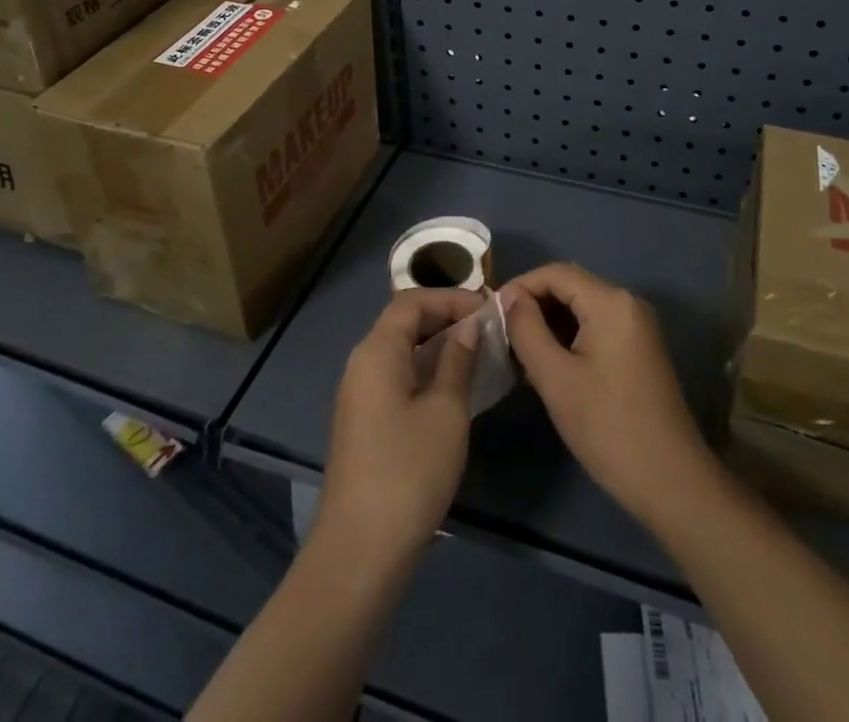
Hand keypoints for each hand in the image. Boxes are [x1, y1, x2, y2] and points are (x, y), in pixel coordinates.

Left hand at [318, 288, 483, 560]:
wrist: (360, 550)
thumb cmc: (409, 471)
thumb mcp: (446, 411)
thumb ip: (458, 360)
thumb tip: (469, 326)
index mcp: (376, 351)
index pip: (412, 301)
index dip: (450, 298)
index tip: (488, 309)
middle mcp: (362, 363)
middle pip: (404, 322)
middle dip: (446, 318)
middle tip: (488, 328)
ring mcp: (360, 394)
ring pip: (401, 350)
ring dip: (438, 345)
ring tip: (480, 353)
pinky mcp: (365, 421)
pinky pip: (397, 376)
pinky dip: (426, 370)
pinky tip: (456, 387)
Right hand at [501, 263, 716, 529]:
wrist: (672, 483)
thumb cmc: (608, 427)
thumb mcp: (555, 378)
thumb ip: (526, 329)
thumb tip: (508, 298)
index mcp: (611, 302)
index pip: (555, 273)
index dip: (520, 286)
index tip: (491, 314)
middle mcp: (627, 303)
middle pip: (569, 287)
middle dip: (533, 306)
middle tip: (501, 336)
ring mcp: (637, 326)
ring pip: (581, 309)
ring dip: (548, 323)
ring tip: (518, 353)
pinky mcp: (639, 349)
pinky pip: (596, 327)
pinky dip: (568, 337)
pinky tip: (547, 365)